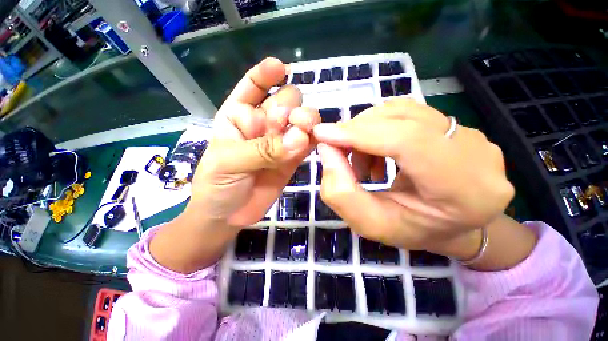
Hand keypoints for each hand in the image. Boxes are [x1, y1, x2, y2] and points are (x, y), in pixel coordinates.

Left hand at [187, 57, 319, 227]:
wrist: (228, 215)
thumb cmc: (217, 184)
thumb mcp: (229, 163)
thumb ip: (262, 150)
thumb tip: (298, 138)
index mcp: (239, 115)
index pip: (253, 86)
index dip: (265, 75)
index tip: (279, 68)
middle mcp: (263, 124)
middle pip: (286, 101)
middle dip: (290, 106)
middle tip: (290, 121)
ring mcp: (281, 141)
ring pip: (301, 121)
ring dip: (307, 121)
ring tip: (305, 131)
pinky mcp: (294, 158)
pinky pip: (308, 142)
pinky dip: (314, 139)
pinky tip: (317, 139)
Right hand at [313, 98, 513, 257]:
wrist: (449, 225)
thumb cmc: (411, 230)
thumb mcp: (368, 223)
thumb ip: (341, 192)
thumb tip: (326, 148)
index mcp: (465, 190)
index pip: (407, 141)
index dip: (359, 133)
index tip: (322, 134)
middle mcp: (476, 153)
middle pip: (402, 119)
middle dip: (357, 131)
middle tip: (337, 151)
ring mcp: (471, 134)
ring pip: (401, 111)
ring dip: (367, 131)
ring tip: (361, 161)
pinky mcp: (456, 126)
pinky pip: (406, 113)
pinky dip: (379, 128)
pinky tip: (377, 153)